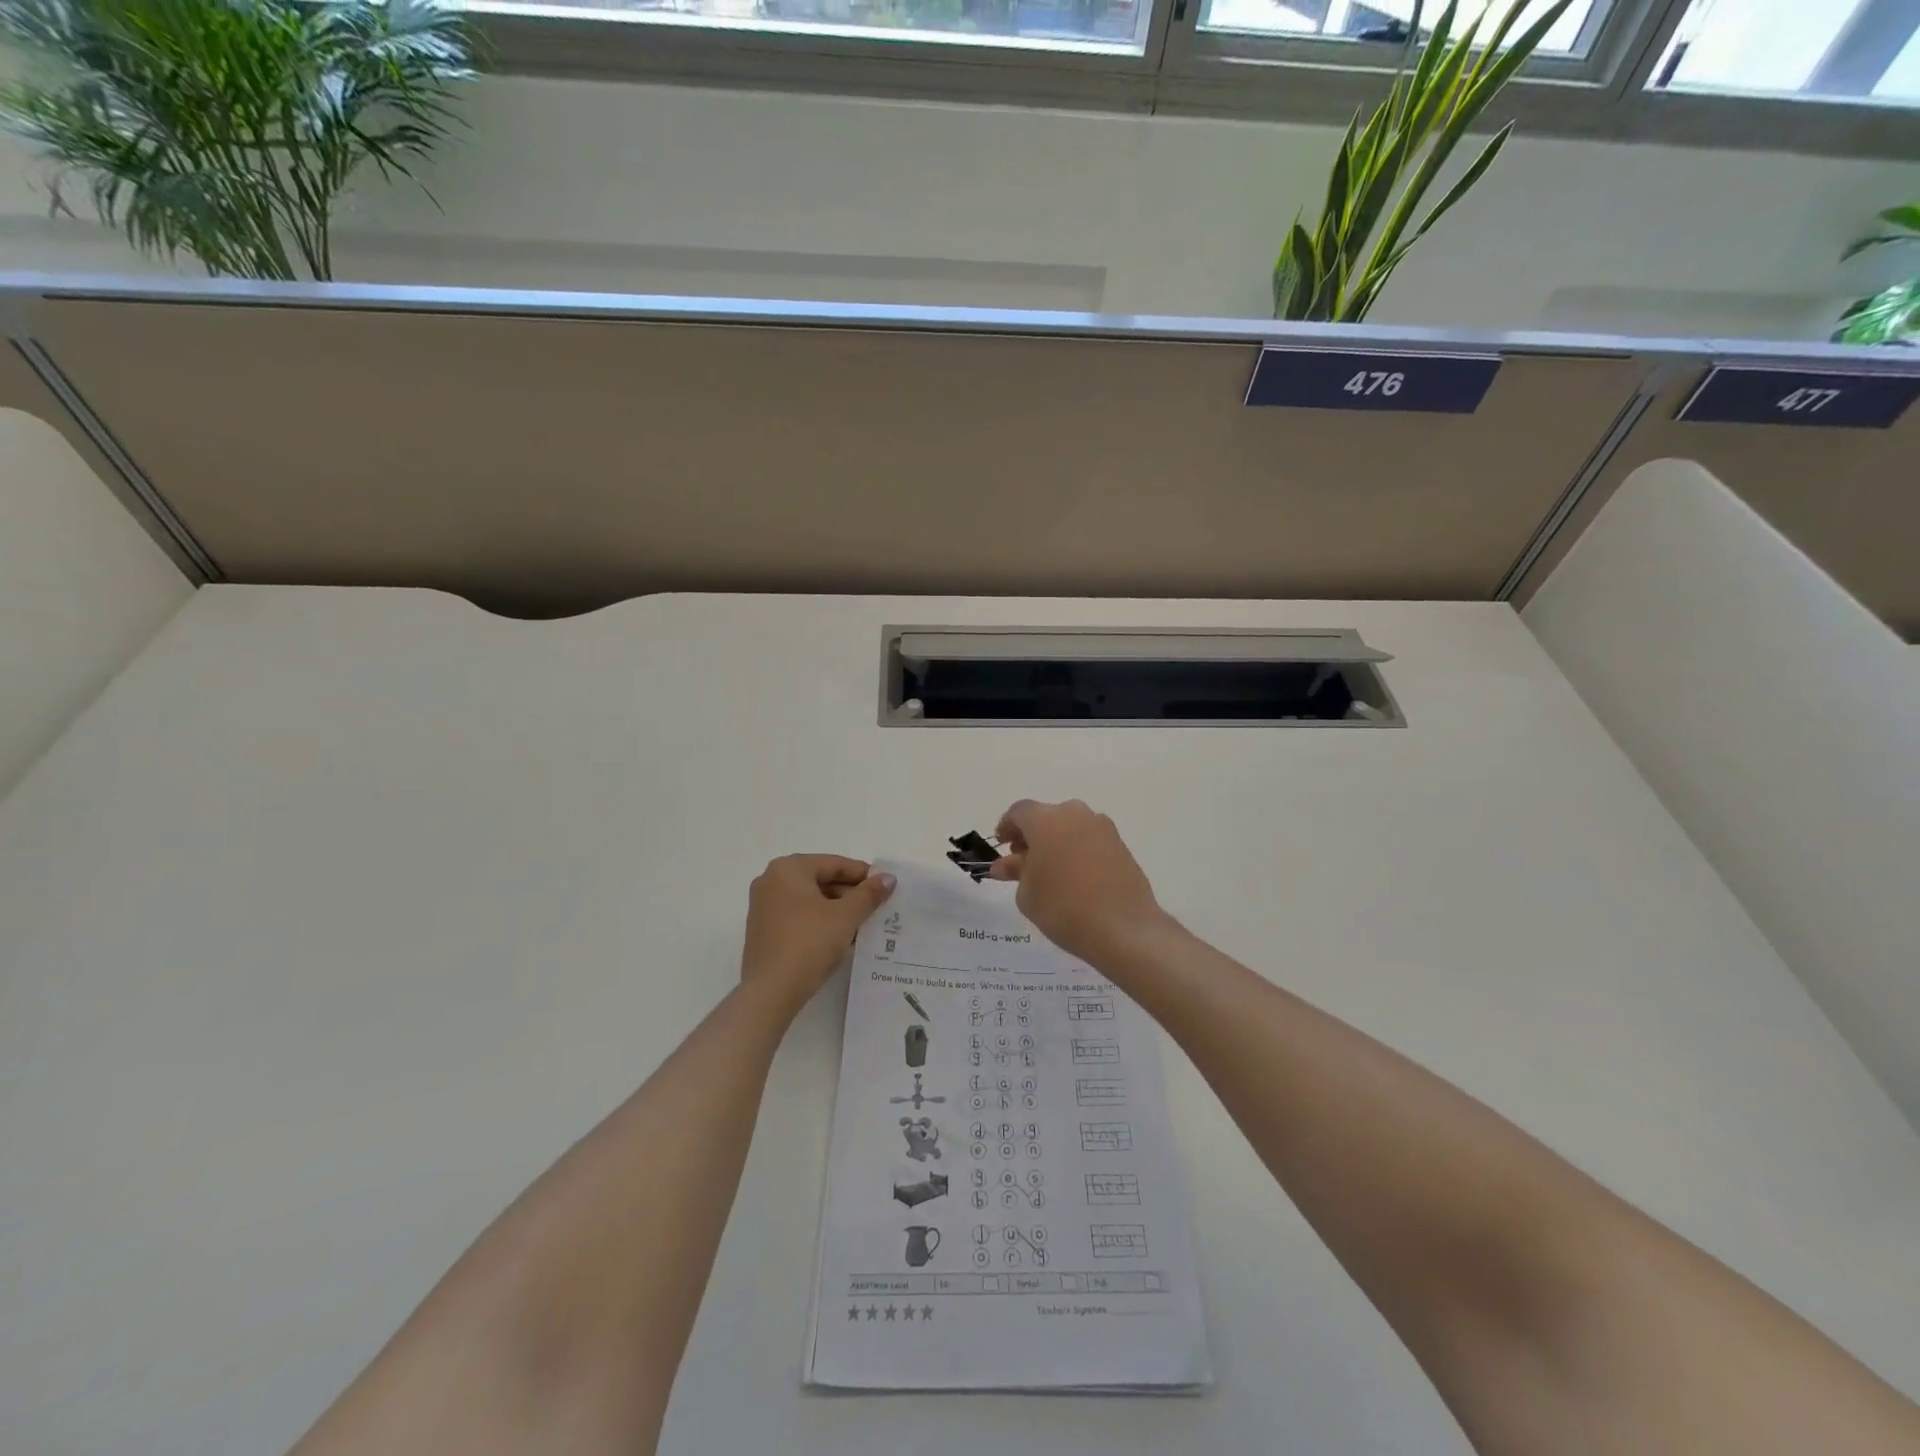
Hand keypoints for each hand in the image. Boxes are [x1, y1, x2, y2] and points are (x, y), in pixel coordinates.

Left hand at [740, 855, 894, 1013]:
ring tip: (863, 925)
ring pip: (810, 901)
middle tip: (877, 908)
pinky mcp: (764, 931)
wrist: (771, 991)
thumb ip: (869, 894)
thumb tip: (888, 878)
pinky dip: (820, 923)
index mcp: (788, 868)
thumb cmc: (809, 942)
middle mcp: (771, 881)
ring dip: (838, 911)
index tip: (885, 888)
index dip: (863, 875)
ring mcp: (763, 907)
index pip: (834, 864)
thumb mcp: (846, 916)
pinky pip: (799, 917)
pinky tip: (841, 939)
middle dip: (850, 895)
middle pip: (821, 880)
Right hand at [988, 801, 1170, 965]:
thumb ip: (1015, 872)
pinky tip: (1074, 877)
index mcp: (1046, 819)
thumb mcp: (1027, 893)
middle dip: (1032, 836)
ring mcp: (1102, 827)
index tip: (1002, 846)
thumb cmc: (1063, 907)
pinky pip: (1090, 841)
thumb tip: (1008, 864)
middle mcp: (1075, 814)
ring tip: (1050, 872)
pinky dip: (1077, 851)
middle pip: (1046, 817)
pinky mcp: (1121, 844)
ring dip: (1056, 842)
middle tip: (1023, 862)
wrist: (1123, 927)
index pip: (1019, 812)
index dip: (1007, 827)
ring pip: (1070, 827)